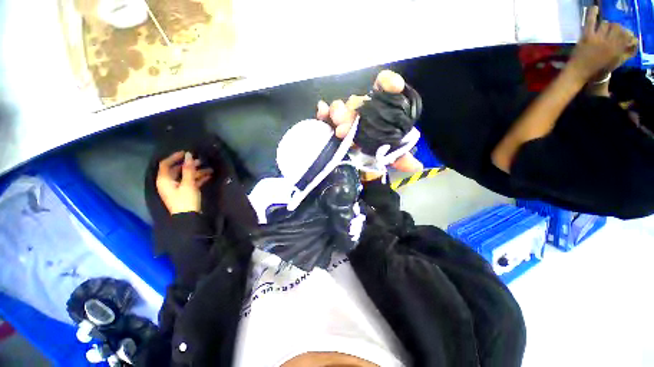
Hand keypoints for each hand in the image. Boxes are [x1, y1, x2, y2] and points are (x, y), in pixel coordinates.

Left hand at [156, 151, 212, 214]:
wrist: (188, 218)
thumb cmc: (186, 200)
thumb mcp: (188, 184)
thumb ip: (188, 169)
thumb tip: (188, 155)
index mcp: (164, 180)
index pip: (166, 164)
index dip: (175, 157)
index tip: (186, 152)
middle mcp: (168, 183)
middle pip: (177, 170)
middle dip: (189, 165)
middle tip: (201, 161)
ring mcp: (176, 188)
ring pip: (185, 176)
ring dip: (196, 172)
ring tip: (209, 169)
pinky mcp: (184, 192)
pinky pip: (190, 182)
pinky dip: (198, 178)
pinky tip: (208, 176)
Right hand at [316, 70, 423, 180]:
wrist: (356, 163)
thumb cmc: (375, 155)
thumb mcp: (389, 156)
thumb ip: (401, 157)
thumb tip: (416, 167)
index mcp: (379, 112)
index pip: (383, 89)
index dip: (388, 83)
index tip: (394, 87)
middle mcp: (362, 111)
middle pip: (358, 102)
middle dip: (353, 111)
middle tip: (347, 128)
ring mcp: (346, 117)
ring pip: (341, 106)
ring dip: (338, 113)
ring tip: (338, 129)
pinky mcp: (331, 124)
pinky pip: (325, 114)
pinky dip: (323, 112)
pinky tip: (321, 111)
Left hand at [567, 6, 638, 82]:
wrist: (578, 73)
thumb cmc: (597, 69)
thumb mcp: (614, 63)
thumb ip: (624, 52)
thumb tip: (632, 41)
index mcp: (618, 50)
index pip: (626, 34)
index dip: (626, 33)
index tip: (623, 34)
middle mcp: (610, 42)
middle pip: (616, 27)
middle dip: (615, 29)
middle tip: (611, 33)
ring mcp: (598, 38)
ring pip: (605, 23)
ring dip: (605, 26)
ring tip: (603, 31)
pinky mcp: (587, 36)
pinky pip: (590, 21)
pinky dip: (592, 13)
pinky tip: (594, 8)